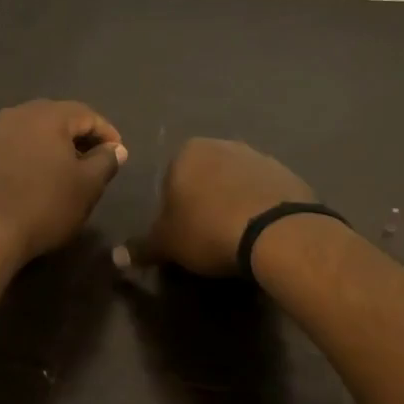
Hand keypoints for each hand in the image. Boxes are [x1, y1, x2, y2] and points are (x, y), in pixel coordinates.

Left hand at [0, 100, 127, 263]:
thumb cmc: (45, 205)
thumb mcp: (87, 186)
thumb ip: (106, 161)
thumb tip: (116, 149)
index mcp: (47, 116)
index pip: (86, 114)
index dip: (106, 133)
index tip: (118, 154)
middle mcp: (18, 114)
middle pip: (57, 117)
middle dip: (79, 135)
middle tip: (94, 159)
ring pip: (33, 130)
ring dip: (53, 144)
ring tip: (65, 168)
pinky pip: (13, 145)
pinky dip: (30, 154)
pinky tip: (36, 176)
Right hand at [114, 138, 314, 276]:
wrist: (276, 233)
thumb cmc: (208, 230)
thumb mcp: (167, 244)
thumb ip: (141, 248)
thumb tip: (115, 258)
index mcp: (188, 152)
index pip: (170, 179)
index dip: (174, 209)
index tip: (183, 234)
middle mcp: (223, 145)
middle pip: (206, 176)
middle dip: (205, 201)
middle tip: (208, 236)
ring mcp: (259, 157)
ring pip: (237, 182)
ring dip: (234, 203)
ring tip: (237, 237)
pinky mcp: (288, 174)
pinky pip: (265, 192)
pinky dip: (260, 208)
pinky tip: (262, 233)